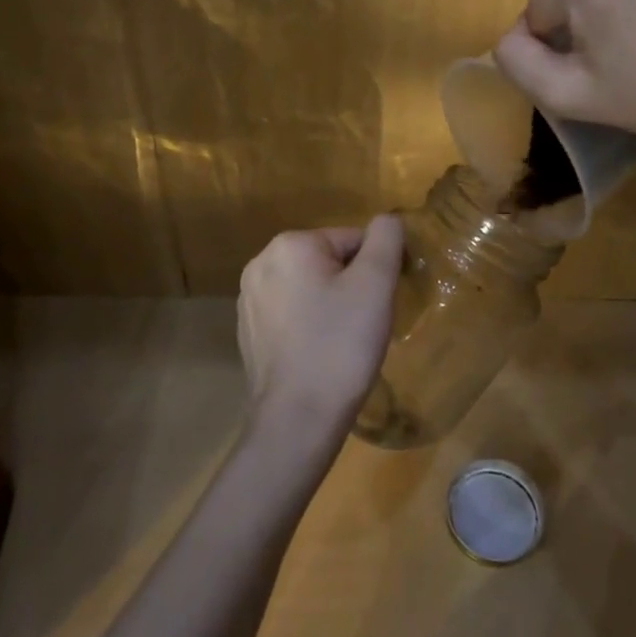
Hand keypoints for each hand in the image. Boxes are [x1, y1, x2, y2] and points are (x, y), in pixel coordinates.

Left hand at [237, 217, 404, 446]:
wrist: (299, 417)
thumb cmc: (341, 343)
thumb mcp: (376, 283)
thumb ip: (386, 239)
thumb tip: (386, 219)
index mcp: (289, 245)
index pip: (352, 240)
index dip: (375, 270)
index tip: (379, 303)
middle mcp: (260, 263)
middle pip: (328, 262)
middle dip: (351, 286)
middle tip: (364, 323)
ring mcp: (249, 300)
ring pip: (310, 288)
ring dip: (331, 305)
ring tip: (343, 341)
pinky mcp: (248, 332)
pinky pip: (292, 314)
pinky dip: (311, 326)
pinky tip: (321, 353)